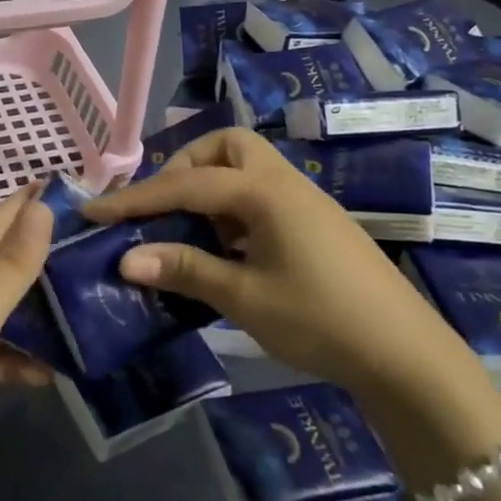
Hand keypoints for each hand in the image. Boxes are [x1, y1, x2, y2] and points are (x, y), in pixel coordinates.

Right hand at [84, 129, 459, 391]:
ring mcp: (305, 201)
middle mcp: (284, 183)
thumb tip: (125, 260)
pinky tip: (227, 250)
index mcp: (263, 192)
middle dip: (186, 167)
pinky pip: (262, 196)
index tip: (94, 212)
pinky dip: (233, 210)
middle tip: (164, 208)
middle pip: (227, 146)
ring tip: (191, 233)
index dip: (135, 199)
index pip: (184, 185)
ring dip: (210, 188)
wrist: (405, 354)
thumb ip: (184, 269)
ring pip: (247, 168)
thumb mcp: (243, 297)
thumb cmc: (319, 320)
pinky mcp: (316, 223)